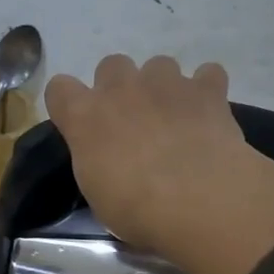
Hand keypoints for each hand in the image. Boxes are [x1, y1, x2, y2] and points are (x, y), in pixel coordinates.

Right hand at [44, 55, 273, 273]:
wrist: (197, 196)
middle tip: (133, 125)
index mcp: (85, 118)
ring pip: (160, 65)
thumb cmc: (135, 208)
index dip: (69, 104)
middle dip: (119, 87)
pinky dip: (207, 92)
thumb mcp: (102, 198)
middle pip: (112, 65)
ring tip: (175, 119)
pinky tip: (212, 117)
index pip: (61, 91)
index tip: (77, 125)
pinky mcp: (209, 93)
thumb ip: (100, 171)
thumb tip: (114, 171)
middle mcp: (121, 89)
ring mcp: (167, 85)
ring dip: (163, 86)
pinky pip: (207, 76)